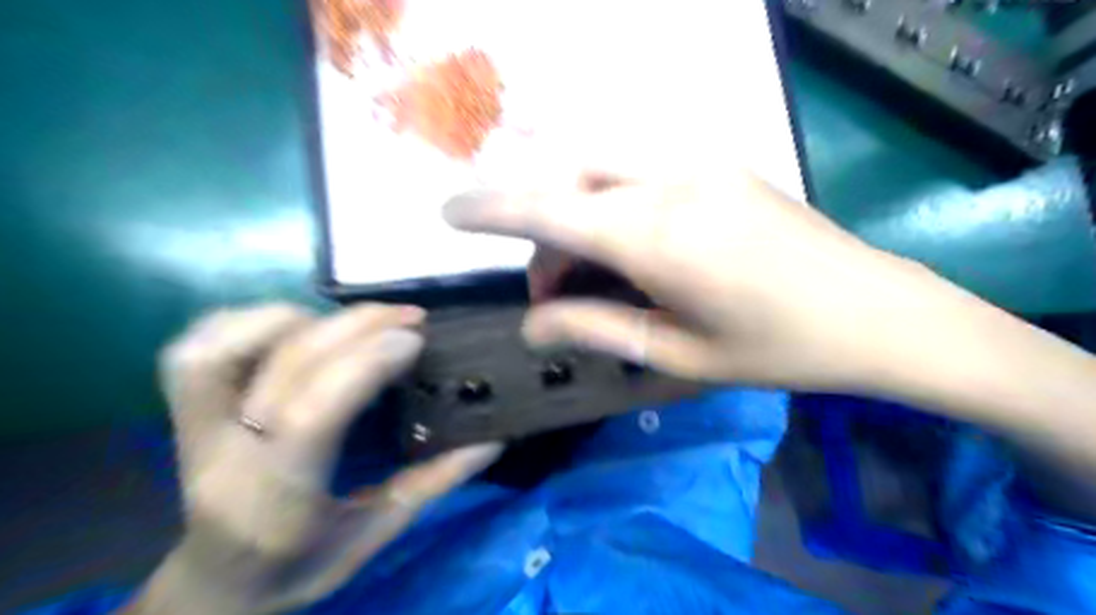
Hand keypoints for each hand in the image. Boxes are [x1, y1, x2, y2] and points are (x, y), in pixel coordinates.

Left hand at [133, 302, 504, 613]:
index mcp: (277, 501)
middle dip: (353, 327)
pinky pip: (196, 347)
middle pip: (283, 368)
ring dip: (297, 318)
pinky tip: (296, 322)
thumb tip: (492, 440)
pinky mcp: (185, 412)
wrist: (216, 588)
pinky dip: (248, 320)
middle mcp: (225, 458)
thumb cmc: (300, 568)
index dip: (366, 362)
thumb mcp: (376, 535)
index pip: (312, 414)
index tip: (415, 339)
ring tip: (349, 320)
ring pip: (221, 349)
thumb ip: (434, 484)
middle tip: (407, 317)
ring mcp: (193, 431)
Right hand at [446, 174, 921, 389]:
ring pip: (599, 172)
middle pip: (567, 185)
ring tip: (585, 275)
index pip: (546, 209)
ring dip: (573, 216)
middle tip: (549, 292)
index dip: (488, 208)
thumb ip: (595, 329)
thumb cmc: (776, 349)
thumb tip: (530, 325)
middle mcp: (669, 182)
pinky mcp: (717, 164)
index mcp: (656, 237)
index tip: (446, 214)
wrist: (876, 311)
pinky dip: (607, 204)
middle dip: (539, 233)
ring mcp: (698, 164)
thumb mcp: (677, 354)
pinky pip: (636, 172)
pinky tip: (625, 245)